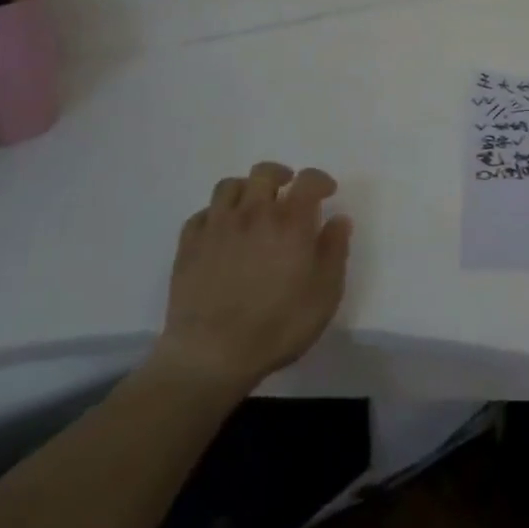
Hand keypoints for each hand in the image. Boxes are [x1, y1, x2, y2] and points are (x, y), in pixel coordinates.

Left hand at [153, 162, 353, 393]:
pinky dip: (216, 214)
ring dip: (246, 189)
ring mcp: (217, 226)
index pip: (307, 180)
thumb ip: (335, 252)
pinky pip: (202, 214)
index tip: (326, 191)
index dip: (319, 180)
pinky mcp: (189, 245)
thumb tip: (339, 220)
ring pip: (229, 186)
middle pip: (264, 173)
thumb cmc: (277, 326)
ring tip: (253, 204)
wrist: (211, 355)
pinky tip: (222, 230)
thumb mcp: (324, 294)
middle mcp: (253, 212)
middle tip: (288, 190)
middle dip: (281, 176)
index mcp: (290, 221)